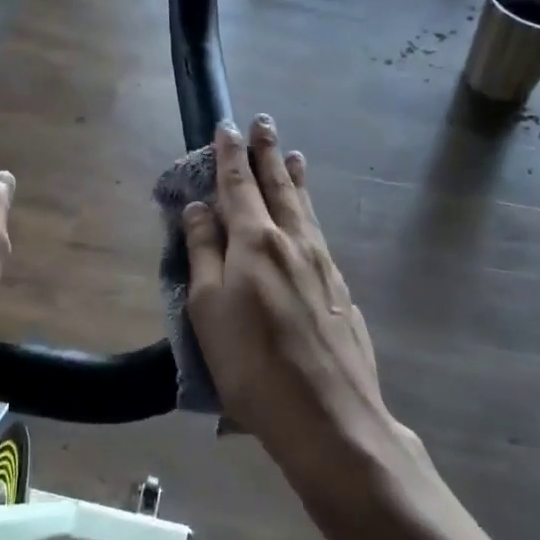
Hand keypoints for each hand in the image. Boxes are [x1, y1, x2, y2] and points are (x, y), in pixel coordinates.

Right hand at [183, 117, 397, 473]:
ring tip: (294, 156)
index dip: (230, 156)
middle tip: (265, 123)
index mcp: (256, 242)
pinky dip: (309, 213)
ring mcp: (323, 265)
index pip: (239, 185)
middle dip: (268, 154)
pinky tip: (309, 220)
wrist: (328, 417)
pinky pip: (319, 234)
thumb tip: (199, 208)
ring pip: (305, 208)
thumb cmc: (252, 365)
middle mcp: (294, 242)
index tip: (228, 127)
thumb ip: (203, 253)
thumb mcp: (208, 309)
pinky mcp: (340, 290)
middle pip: (279, 187)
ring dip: (295, 178)